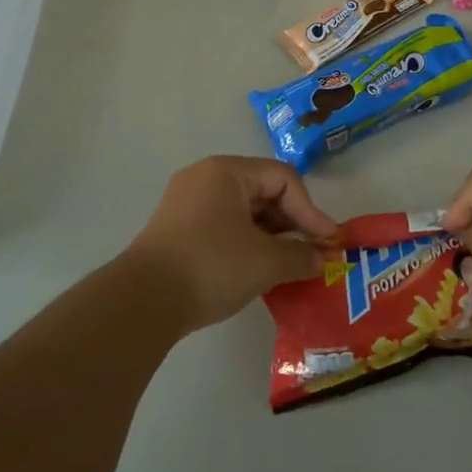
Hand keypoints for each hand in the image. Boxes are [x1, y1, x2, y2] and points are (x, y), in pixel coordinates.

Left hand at [126, 156, 337, 333]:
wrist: (143, 301)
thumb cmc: (212, 266)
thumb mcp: (266, 262)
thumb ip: (302, 256)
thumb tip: (322, 259)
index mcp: (227, 171)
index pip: (283, 179)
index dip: (311, 210)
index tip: (329, 243)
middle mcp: (205, 177)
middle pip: (263, 191)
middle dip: (292, 224)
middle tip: (312, 254)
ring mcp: (186, 203)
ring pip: (243, 212)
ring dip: (271, 237)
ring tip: (289, 266)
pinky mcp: (176, 230)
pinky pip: (223, 226)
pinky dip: (247, 244)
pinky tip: (258, 271)